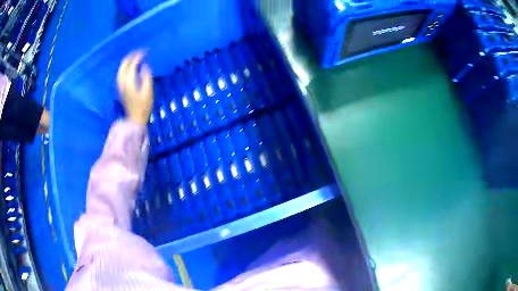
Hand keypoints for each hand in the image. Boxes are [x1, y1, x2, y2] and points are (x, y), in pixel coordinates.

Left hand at [117, 51, 153, 124]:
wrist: (135, 119)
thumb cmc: (143, 106)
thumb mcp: (148, 91)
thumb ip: (146, 76)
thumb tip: (145, 66)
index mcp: (129, 81)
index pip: (132, 64)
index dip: (138, 57)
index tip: (146, 52)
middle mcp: (122, 82)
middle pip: (124, 65)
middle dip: (131, 56)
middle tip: (140, 52)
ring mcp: (120, 86)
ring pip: (120, 69)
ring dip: (127, 61)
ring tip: (134, 57)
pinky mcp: (121, 89)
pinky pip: (120, 74)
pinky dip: (124, 67)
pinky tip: (129, 67)